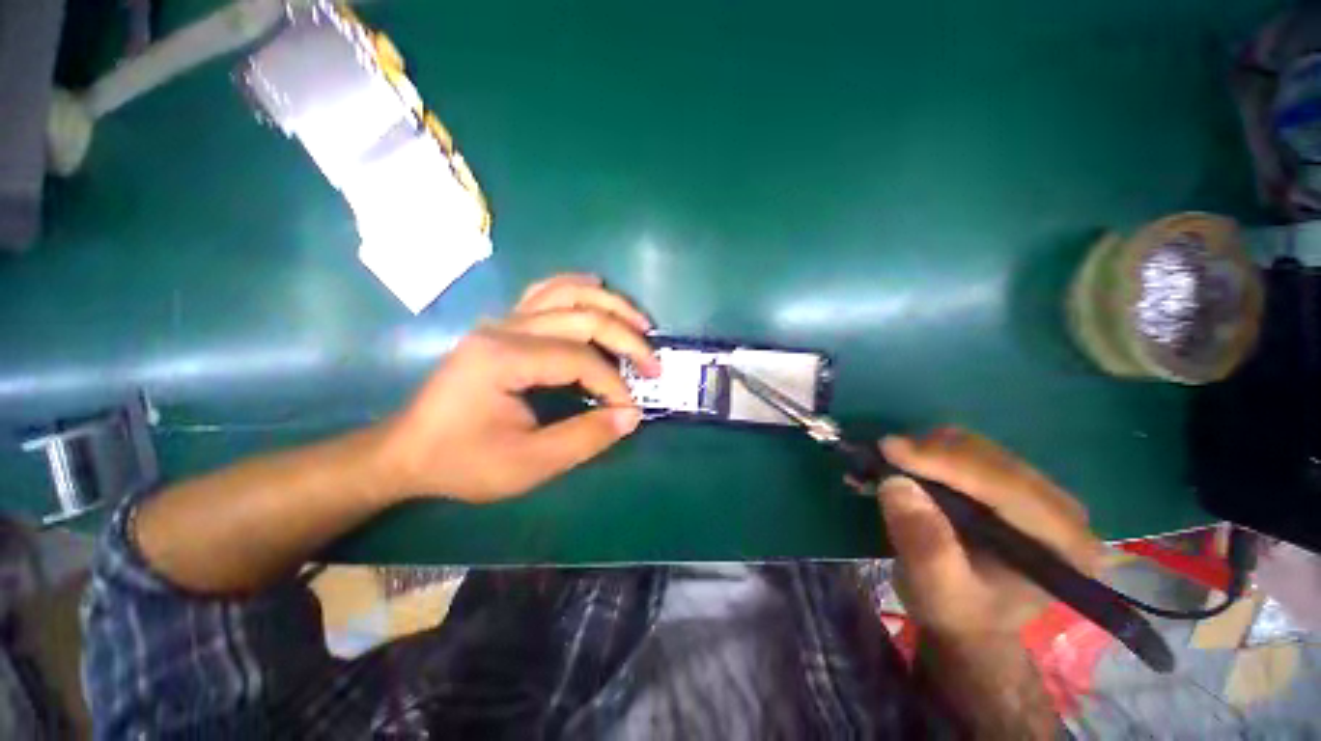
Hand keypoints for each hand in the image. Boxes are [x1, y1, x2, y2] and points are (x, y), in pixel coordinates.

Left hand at [380, 274, 659, 502]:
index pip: (579, 359)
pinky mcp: (503, 325)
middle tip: (654, 365)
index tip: (630, 409)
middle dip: (626, 341)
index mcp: (505, 358)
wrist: (408, 451)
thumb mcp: (527, 464)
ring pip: (567, 294)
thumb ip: (585, 438)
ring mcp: (502, 321)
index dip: (613, 384)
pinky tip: (597, 288)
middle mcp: (505, 327)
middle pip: (582, 318)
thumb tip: (632, 416)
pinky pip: (545, 293)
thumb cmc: (463, 461)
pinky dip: (577, 288)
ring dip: (610, 305)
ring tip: (641, 323)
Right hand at [872, 428, 1102, 640]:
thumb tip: (896, 483)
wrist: (968, 619)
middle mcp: (1060, 509)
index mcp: (1063, 545)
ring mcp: (1036, 491)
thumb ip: (924, 543)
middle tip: (880, 455)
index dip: (947, 462)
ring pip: (976, 447)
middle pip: (992, 459)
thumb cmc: (958, 612)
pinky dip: (928, 451)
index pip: (1007, 487)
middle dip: (931, 453)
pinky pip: (966, 450)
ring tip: (886, 462)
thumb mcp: (937, 590)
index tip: (890, 448)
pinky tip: (903, 463)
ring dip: (926, 450)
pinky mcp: (1009, 481)